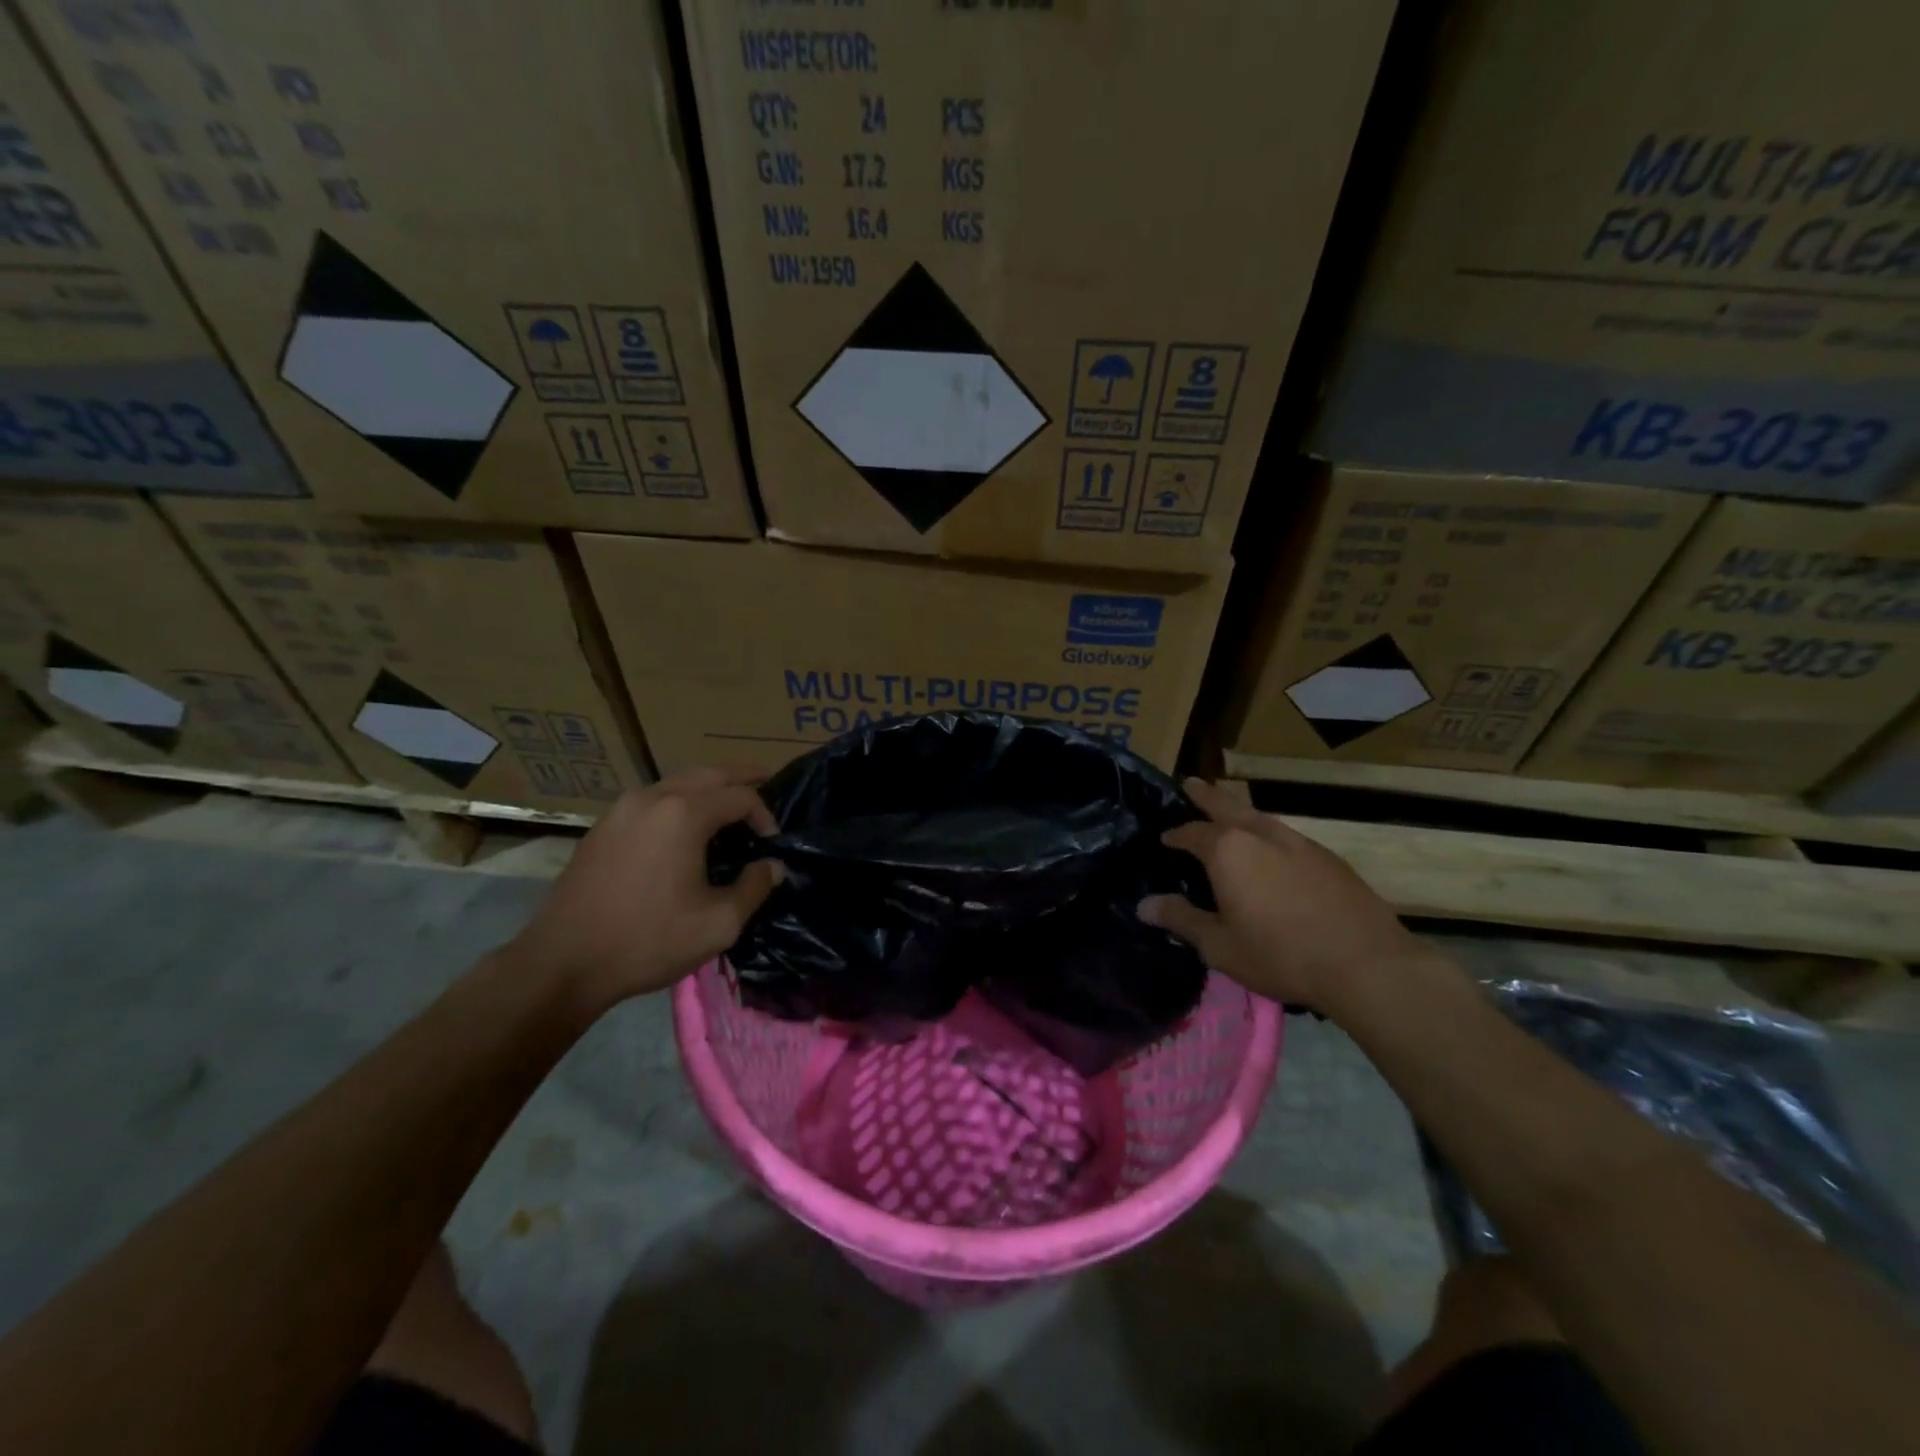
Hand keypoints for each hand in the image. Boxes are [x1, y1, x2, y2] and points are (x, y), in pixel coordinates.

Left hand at [510, 765, 783, 1012]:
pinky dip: (679, 800)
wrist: (563, 963)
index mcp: (683, 815)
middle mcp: (652, 799)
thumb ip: (754, 888)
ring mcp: (621, 809)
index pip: (740, 796)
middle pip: (708, 773)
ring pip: (677, 781)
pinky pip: (652, 799)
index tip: (773, 843)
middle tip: (767, 780)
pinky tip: (686, 825)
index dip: (764, 814)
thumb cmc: (648, 941)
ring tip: (729, 802)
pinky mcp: (603, 827)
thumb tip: (773, 866)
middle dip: (741, 776)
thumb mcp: (718, 924)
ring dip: (708, 786)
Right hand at [1139, 778, 1430, 1012]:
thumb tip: (1144, 905)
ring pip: (1260, 817)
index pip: (1192, 833)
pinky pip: (1286, 835)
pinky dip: (1267, 833)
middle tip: (1190, 783)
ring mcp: (1299, 842)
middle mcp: (1261, 835)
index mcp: (1228, 851)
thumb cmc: (1280, 954)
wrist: (1365, 963)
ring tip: (1229, 812)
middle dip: (1206, 795)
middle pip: (1227, 806)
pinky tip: (1271, 851)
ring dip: (1239, 811)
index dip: (1175, 835)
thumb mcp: (1220, 945)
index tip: (1165, 838)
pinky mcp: (1328, 858)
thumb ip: (1182, 920)